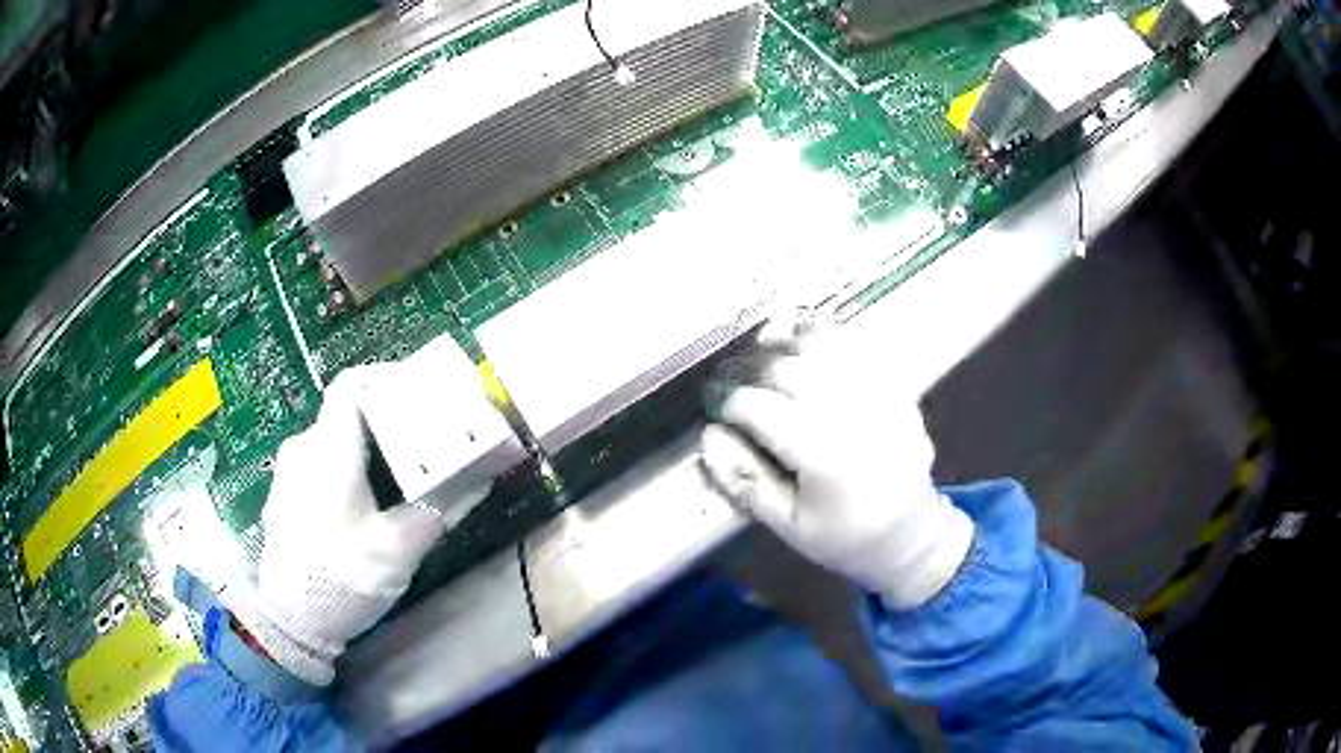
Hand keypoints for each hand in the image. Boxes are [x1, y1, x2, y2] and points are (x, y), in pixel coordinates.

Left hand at [243, 365, 489, 685]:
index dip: (388, 377)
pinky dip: (351, 465)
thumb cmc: (343, 578)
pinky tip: (370, 500)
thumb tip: (482, 478)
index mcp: (328, 451)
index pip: (352, 385)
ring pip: (335, 439)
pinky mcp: (287, 495)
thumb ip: (441, 508)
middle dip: (391, 418)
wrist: (291, 622)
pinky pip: (322, 462)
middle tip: (427, 437)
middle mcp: (304, 449)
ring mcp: (290, 472)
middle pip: (348, 413)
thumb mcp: (399, 548)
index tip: (424, 390)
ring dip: (372, 445)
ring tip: (405, 470)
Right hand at [699, 316, 972, 609]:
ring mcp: (877, 393)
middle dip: (751, 371)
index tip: (722, 414)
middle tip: (739, 385)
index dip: (730, 405)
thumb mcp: (787, 525)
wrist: (909, 531)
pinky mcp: (893, 385)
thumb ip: (746, 480)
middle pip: (785, 368)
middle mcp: (851, 414)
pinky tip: (806, 347)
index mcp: (823, 455)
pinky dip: (823, 337)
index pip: (759, 408)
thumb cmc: (844, 536)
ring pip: (819, 345)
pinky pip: (853, 344)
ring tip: (767, 360)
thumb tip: (709, 437)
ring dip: (785, 346)